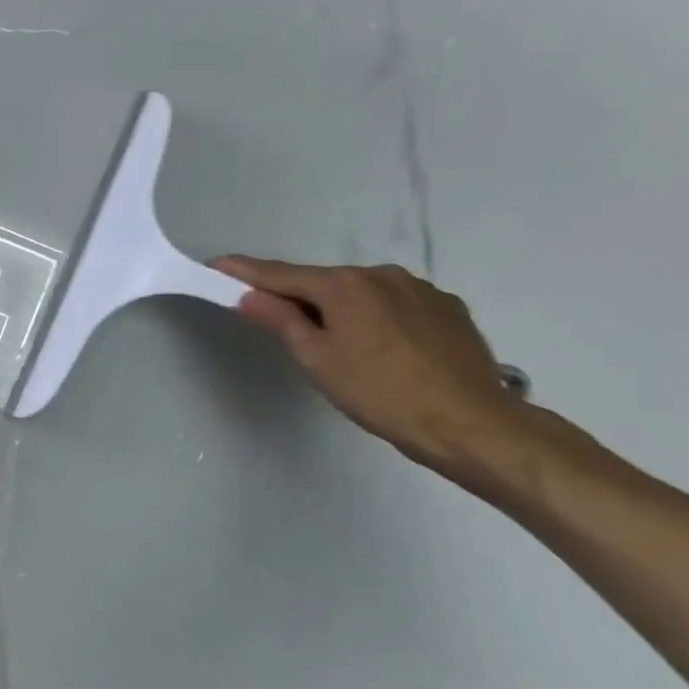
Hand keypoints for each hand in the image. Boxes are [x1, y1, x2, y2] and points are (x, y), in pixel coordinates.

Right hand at [212, 257, 527, 478]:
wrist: (470, 423)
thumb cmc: (380, 393)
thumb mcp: (317, 359)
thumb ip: (281, 321)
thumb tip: (248, 296)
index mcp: (345, 285)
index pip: (281, 274)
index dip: (246, 272)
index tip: (217, 264)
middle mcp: (381, 274)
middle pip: (324, 283)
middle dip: (298, 297)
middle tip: (278, 321)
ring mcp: (420, 289)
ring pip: (362, 293)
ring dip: (341, 309)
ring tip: (339, 344)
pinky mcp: (448, 308)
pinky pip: (396, 304)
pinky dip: (377, 317)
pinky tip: (382, 347)